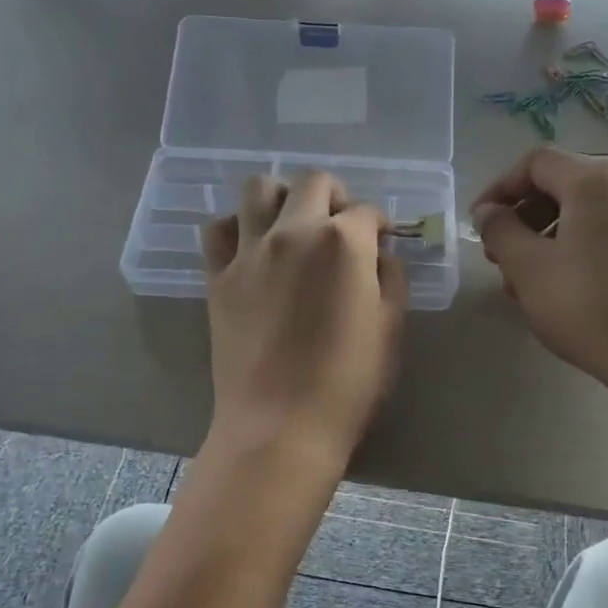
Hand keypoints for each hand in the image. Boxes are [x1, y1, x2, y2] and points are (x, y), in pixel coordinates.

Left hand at [201, 171, 406, 465]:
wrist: (281, 425)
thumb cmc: (349, 383)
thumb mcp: (390, 328)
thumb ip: (390, 278)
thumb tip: (379, 254)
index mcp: (343, 242)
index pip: (366, 211)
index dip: (379, 223)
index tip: (381, 239)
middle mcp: (294, 231)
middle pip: (313, 183)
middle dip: (335, 195)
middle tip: (340, 224)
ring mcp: (249, 251)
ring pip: (258, 188)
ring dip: (281, 196)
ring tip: (291, 223)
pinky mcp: (218, 276)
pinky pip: (217, 229)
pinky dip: (235, 226)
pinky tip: (250, 246)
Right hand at [472, 148, 607, 401]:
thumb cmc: (586, 305)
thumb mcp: (528, 267)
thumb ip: (500, 230)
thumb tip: (488, 211)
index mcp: (598, 179)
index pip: (535, 164)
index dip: (499, 189)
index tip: (478, 223)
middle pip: (562, 185)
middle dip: (522, 217)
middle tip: (498, 256)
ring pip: (583, 212)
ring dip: (545, 237)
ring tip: (523, 281)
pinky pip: (607, 231)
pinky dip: (576, 247)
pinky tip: (560, 287)